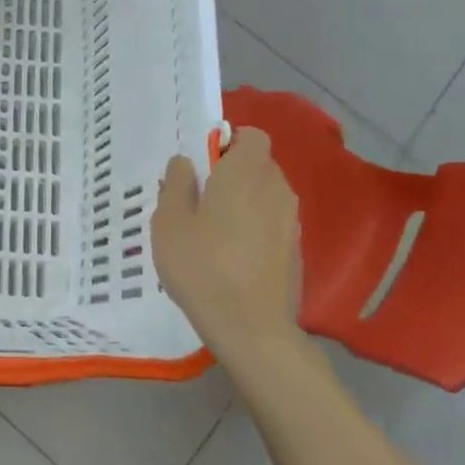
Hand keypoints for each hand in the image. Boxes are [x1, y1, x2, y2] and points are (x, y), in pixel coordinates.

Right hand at [152, 128, 303, 364]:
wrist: (251, 328)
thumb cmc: (202, 266)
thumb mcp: (169, 221)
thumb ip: (176, 183)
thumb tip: (186, 163)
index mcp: (245, 173)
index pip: (251, 135)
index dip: (227, 142)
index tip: (202, 164)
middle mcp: (276, 189)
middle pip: (258, 164)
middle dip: (232, 172)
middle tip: (198, 197)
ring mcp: (291, 221)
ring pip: (266, 194)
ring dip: (243, 200)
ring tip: (212, 228)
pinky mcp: (295, 250)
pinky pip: (272, 221)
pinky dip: (254, 226)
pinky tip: (231, 254)